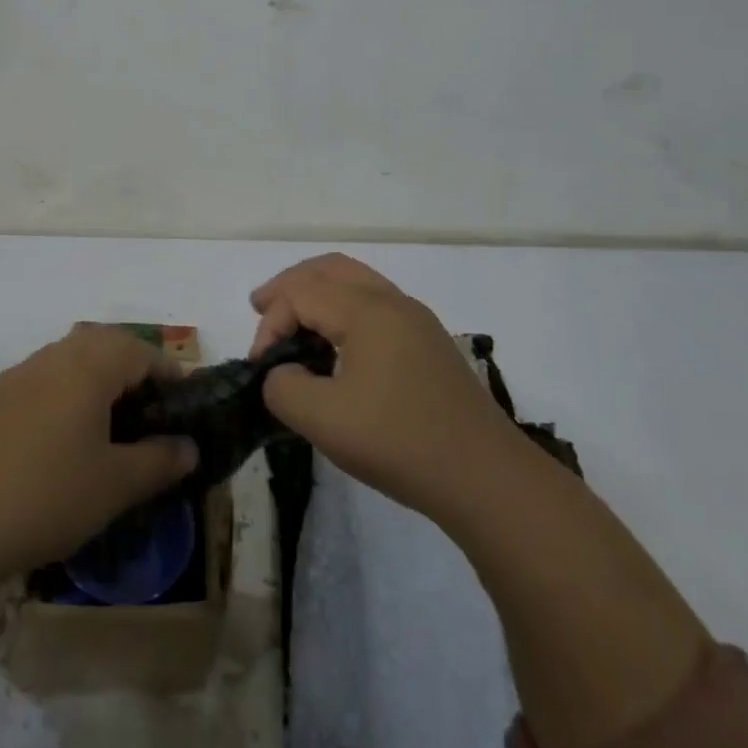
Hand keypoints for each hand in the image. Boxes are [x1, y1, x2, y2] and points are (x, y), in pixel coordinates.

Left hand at [0, 324, 199, 584]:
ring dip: (97, 379)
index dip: (169, 375)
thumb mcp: (117, 485)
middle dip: (133, 369)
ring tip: (111, 425)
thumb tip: (190, 447)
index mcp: (89, 365)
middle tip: (150, 411)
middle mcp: (54, 356)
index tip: (185, 407)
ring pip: (71, 359)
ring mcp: (19, 374)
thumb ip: (160, 460)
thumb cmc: (48, 495)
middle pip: (105, 344)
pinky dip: (66, 394)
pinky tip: (64, 439)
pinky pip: (44, 380)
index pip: (142, 352)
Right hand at [251, 253, 513, 529]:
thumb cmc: (400, 442)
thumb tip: (284, 373)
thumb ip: (284, 388)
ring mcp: (417, 321)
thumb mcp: (323, 420)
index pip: (301, 294)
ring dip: (319, 293)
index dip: (271, 324)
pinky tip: (336, 344)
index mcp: (367, 310)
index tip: (260, 368)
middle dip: (290, 285)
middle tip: (261, 307)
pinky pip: (376, 304)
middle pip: (330, 269)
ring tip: (293, 320)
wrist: (486, 479)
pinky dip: (344, 308)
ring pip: (357, 282)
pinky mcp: (430, 344)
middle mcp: (393, 302)